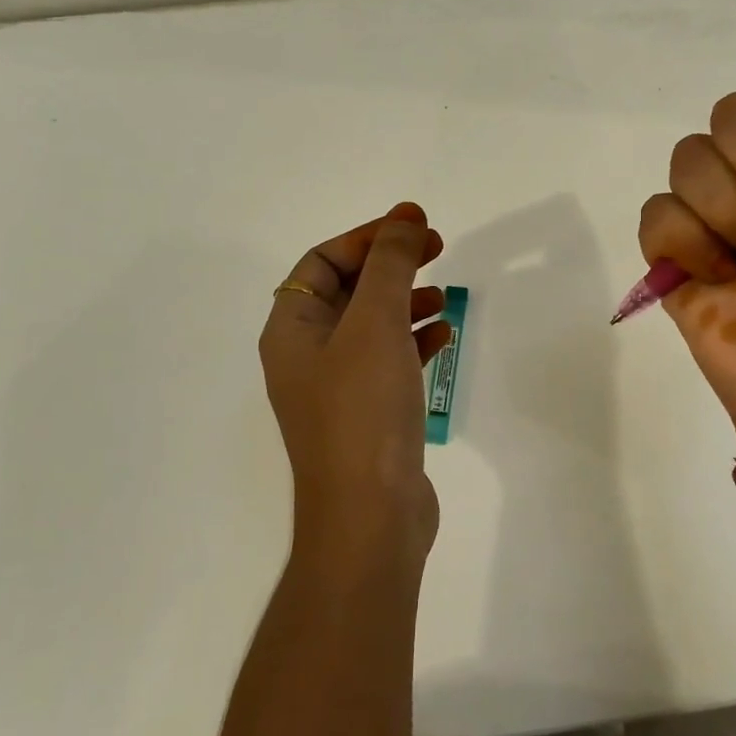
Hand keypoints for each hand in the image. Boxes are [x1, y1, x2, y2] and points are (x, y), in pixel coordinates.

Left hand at [259, 202, 450, 564]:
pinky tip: (444, 335)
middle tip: (437, 248)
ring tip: (443, 294)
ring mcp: (338, 389)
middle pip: (348, 290)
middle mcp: (307, 356)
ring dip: (406, 301)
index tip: (414, 226)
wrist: (371, 516)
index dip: (367, 237)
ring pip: (371, 326)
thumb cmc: (363, 409)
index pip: (323, 262)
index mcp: (291, 330)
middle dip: (391, 265)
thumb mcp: (375, 323)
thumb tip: (405, 219)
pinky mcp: (369, 415)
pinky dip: (414, 341)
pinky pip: (390, 361)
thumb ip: (391, 265)